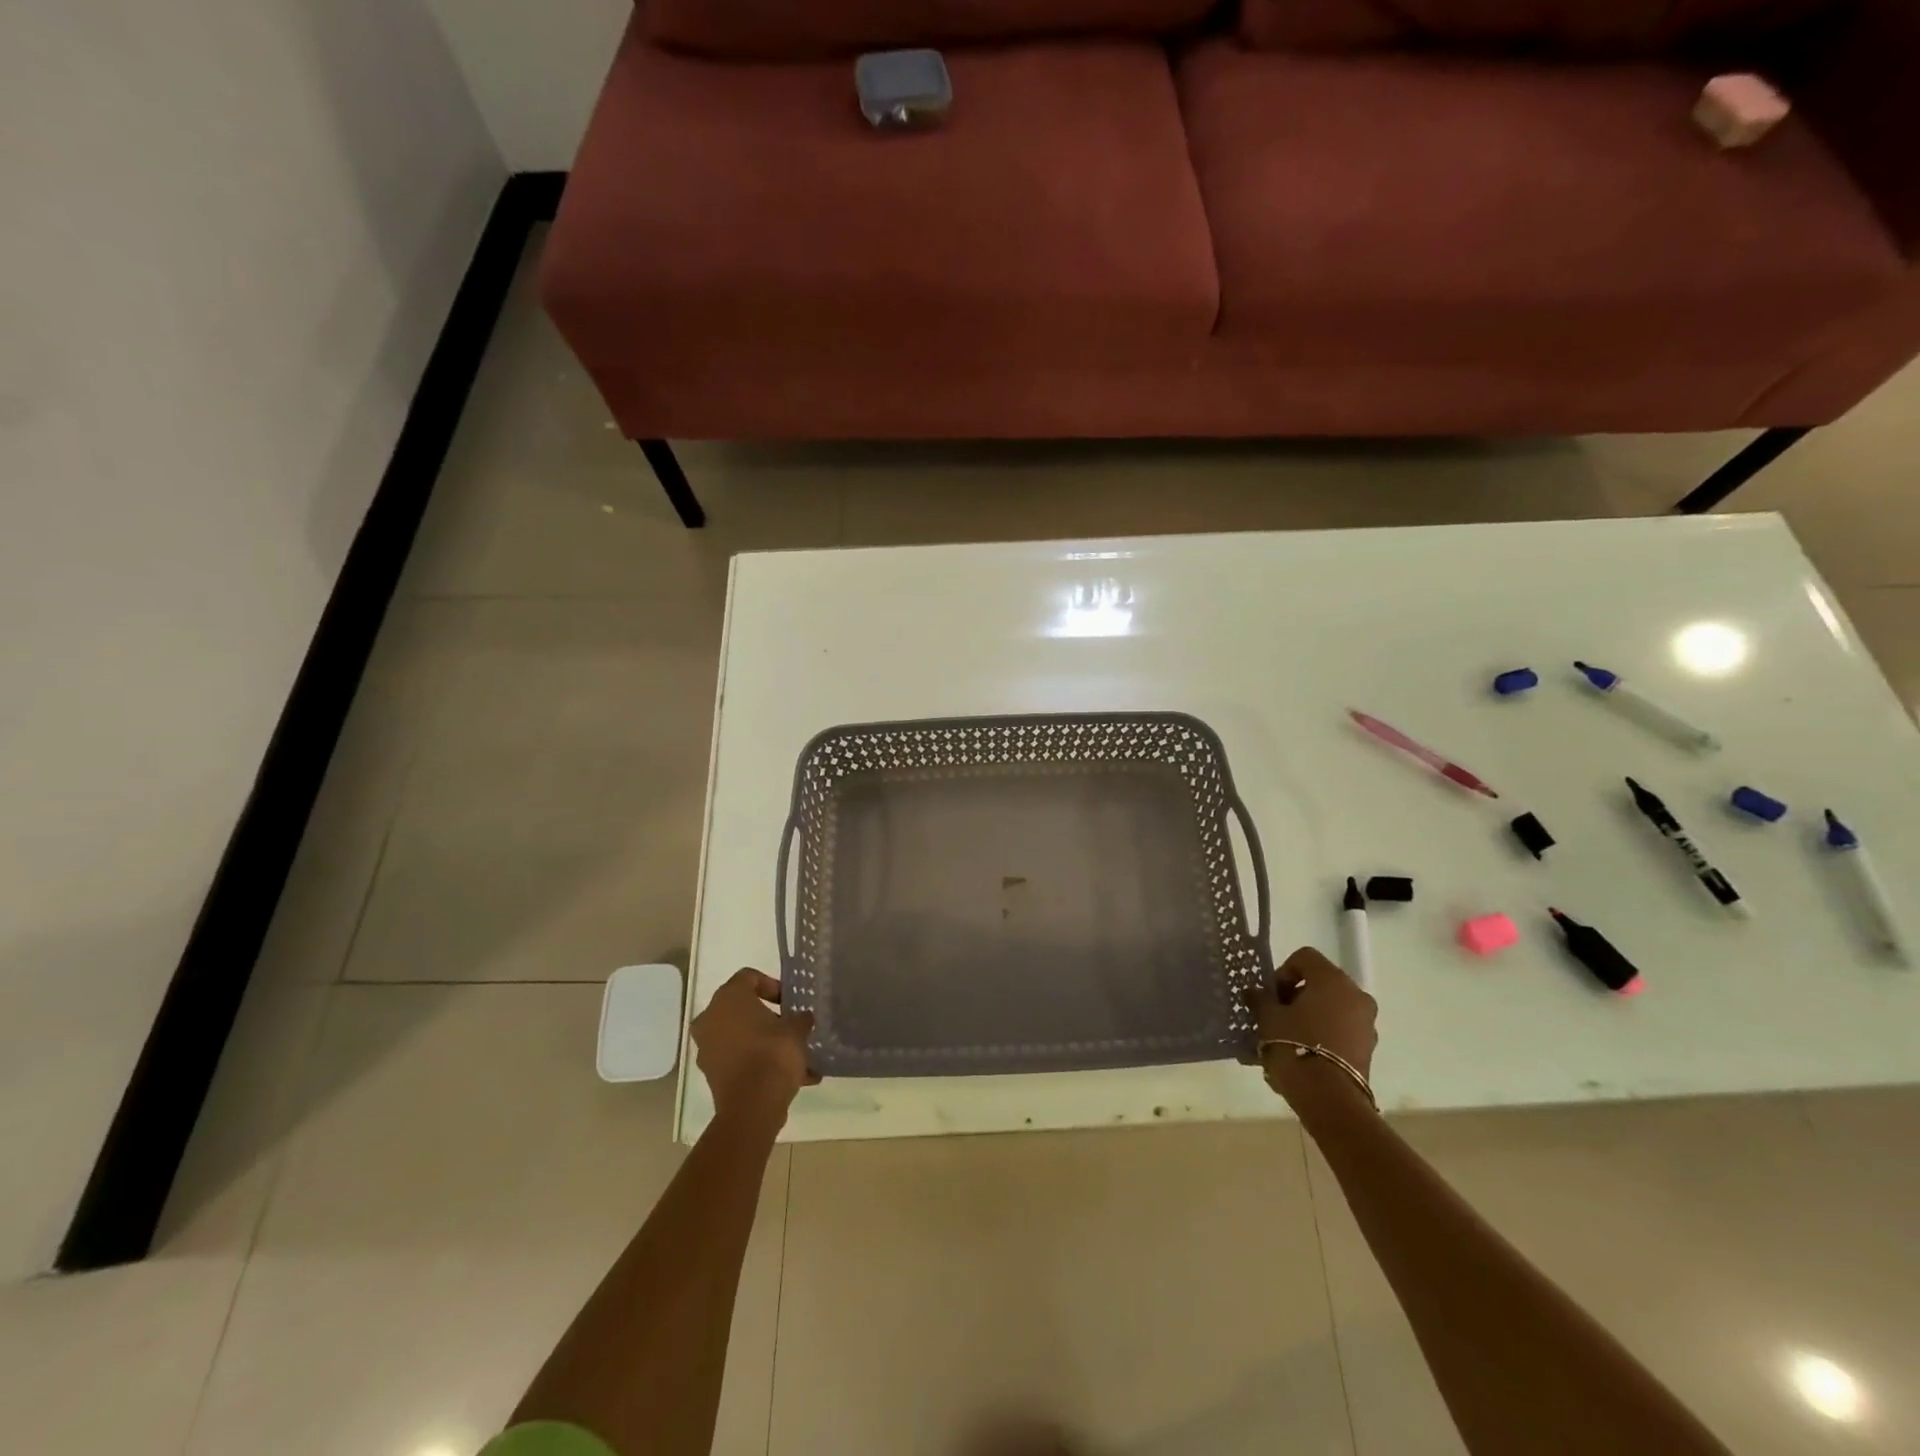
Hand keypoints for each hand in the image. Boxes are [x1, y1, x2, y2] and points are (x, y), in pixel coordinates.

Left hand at [692, 968, 818, 1121]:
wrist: (753, 1106)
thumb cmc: (773, 1054)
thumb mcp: (797, 1029)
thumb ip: (800, 1018)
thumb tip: (801, 1018)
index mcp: (728, 998)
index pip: (749, 977)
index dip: (773, 985)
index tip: (790, 1001)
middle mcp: (710, 1018)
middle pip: (743, 1009)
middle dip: (769, 1017)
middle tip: (792, 1026)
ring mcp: (707, 1048)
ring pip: (742, 1037)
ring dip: (766, 1042)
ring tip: (797, 1057)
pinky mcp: (712, 1074)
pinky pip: (739, 1059)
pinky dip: (759, 1063)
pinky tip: (791, 1078)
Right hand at [1247, 946, 1377, 1098]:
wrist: (1328, 1098)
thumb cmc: (1294, 1045)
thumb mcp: (1268, 1017)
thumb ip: (1261, 999)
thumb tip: (1255, 992)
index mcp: (1333, 980)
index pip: (1305, 958)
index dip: (1283, 972)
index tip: (1271, 995)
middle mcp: (1356, 996)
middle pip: (1320, 984)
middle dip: (1295, 998)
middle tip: (1274, 1017)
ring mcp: (1366, 1025)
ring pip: (1330, 1010)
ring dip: (1307, 1018)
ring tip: (1284, 1041)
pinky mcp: (1367, 1050)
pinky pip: (1339, 1033)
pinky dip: (1320, 1037)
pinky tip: (1299, 1057)